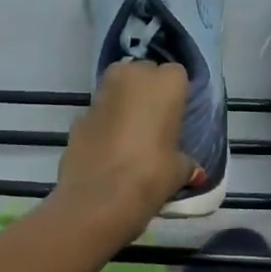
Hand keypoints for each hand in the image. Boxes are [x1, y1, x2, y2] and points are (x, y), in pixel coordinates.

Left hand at [55, 60, 195, 227]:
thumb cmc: (150, 175)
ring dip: (123, 104)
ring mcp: (100, 95)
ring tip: (131, 137)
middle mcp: (131, 77)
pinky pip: (98, 113)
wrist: (97, 198)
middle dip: (147, 91)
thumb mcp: (178, 171)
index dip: (176, 95)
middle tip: (154, 123)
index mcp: (165, 83)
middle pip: (143, 73)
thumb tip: (192, 169)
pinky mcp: (78, 116)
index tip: (176, 117)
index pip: (176, 75)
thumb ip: (185, 162)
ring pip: (117, 89)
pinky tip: (107, 151)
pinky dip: (103, 125)